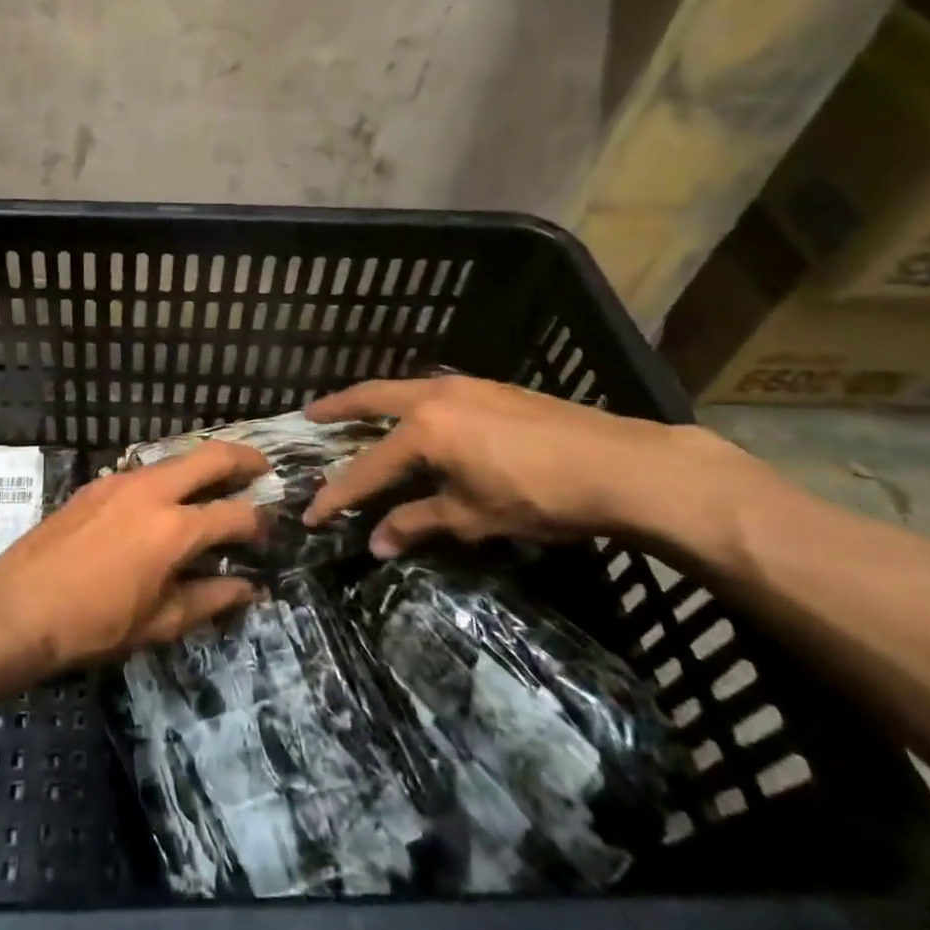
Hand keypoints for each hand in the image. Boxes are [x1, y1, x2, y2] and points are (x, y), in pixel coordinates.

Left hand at [0, 442, 267, 670]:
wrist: (18, 607)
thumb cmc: (94, 624)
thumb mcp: (159, 622)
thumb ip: (210, 599)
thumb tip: (250, 588)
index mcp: (175, 528)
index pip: (235, 514)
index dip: (259, 523)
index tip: (267, 532)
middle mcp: (153, 491)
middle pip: (211, 456)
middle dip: (244, 458)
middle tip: (262, 469)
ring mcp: (121, 481)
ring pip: (176, 458)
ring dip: (203, 464)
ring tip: (218, 482)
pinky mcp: (97, 484)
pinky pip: (145, 470)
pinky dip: (169, 476)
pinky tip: (166, 499)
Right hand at [302, 376, 759, 558]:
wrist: (619, 465)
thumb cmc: (539, 496)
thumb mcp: (473, 517)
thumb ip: (418, 524)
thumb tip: (376, 543)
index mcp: (424, 431)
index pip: (366, 467)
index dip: (337, 494)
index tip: (311, 514)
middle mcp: (434, 397)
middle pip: (371, 398)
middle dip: (337, 407)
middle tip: (309, 415)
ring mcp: (465, 387)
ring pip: (404, 389)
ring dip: (375, 401)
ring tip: (357, 413)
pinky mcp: (491, 388)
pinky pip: (433, 392)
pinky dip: (410, 403)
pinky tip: (418, 419)